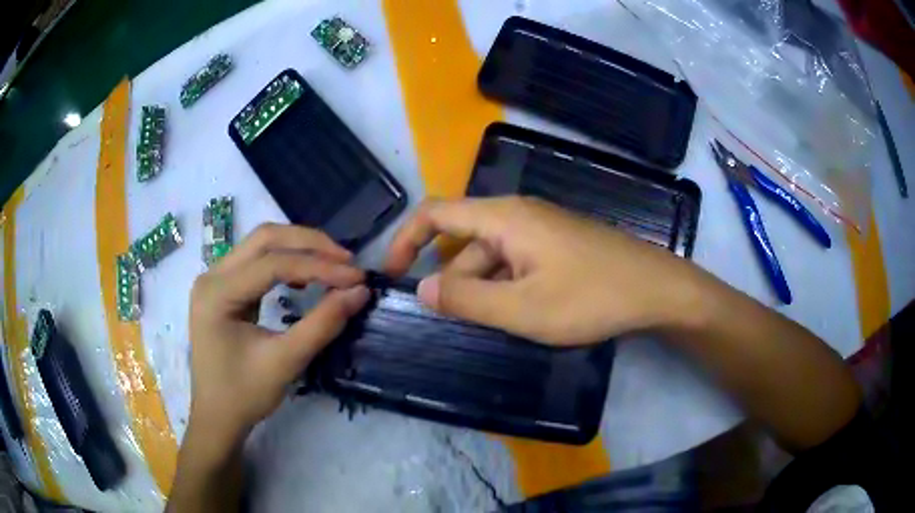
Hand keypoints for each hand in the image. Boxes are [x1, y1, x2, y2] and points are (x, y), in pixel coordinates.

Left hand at [187, 223, 369, 452]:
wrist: (217, 417)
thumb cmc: (244, 395)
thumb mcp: (285, 362)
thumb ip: (322, 325)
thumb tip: (360, 292)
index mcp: (217, 293)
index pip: (272, 264)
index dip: (318, 266)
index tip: (356, 276)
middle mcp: (212, 276)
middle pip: (264, 239)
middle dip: (309, 244)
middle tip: (347, 261)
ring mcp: (215, 279)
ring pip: (261, 244)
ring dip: (299, 249)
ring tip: (334, 265)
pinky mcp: (223, 288)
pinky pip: (257, 261)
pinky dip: (286, 261)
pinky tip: (306, 276)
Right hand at [385, 197, 698, 345]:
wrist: (657, 289)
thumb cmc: (591, 297)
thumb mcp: (522, 308)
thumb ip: (467, 299)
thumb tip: (423, 288)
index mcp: (504, 217)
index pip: (435, 213)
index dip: (406, 238)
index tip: (392, 273)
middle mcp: (518, 214)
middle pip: (464, 239)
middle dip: (452, 279)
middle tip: (454, 321)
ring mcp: (541, 229)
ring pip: (492, 255)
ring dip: (482, 287)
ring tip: (495, 324)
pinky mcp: (558, 245)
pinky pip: (515, 261)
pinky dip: (505, 285)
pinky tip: (520, 312)